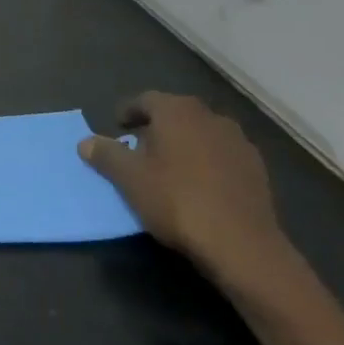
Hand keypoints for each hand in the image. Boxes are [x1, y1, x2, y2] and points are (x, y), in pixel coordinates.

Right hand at [77, 92, 293, 291]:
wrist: (241, 244)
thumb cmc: (176, 200)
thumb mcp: (128, 178)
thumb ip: (105, 154)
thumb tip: (86, 142)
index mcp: (177, 111)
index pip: (146, 100)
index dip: (128, 112)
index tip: (117, 127)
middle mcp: (211, 117)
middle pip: (176, 114)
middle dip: (156, 128)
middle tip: (139, 148)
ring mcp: (239, 142)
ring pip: (201, 134)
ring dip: (183, 144)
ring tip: (168, 168)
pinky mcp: (257, 169)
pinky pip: (221, 155)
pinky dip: (206, 162)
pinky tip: (198, 185)